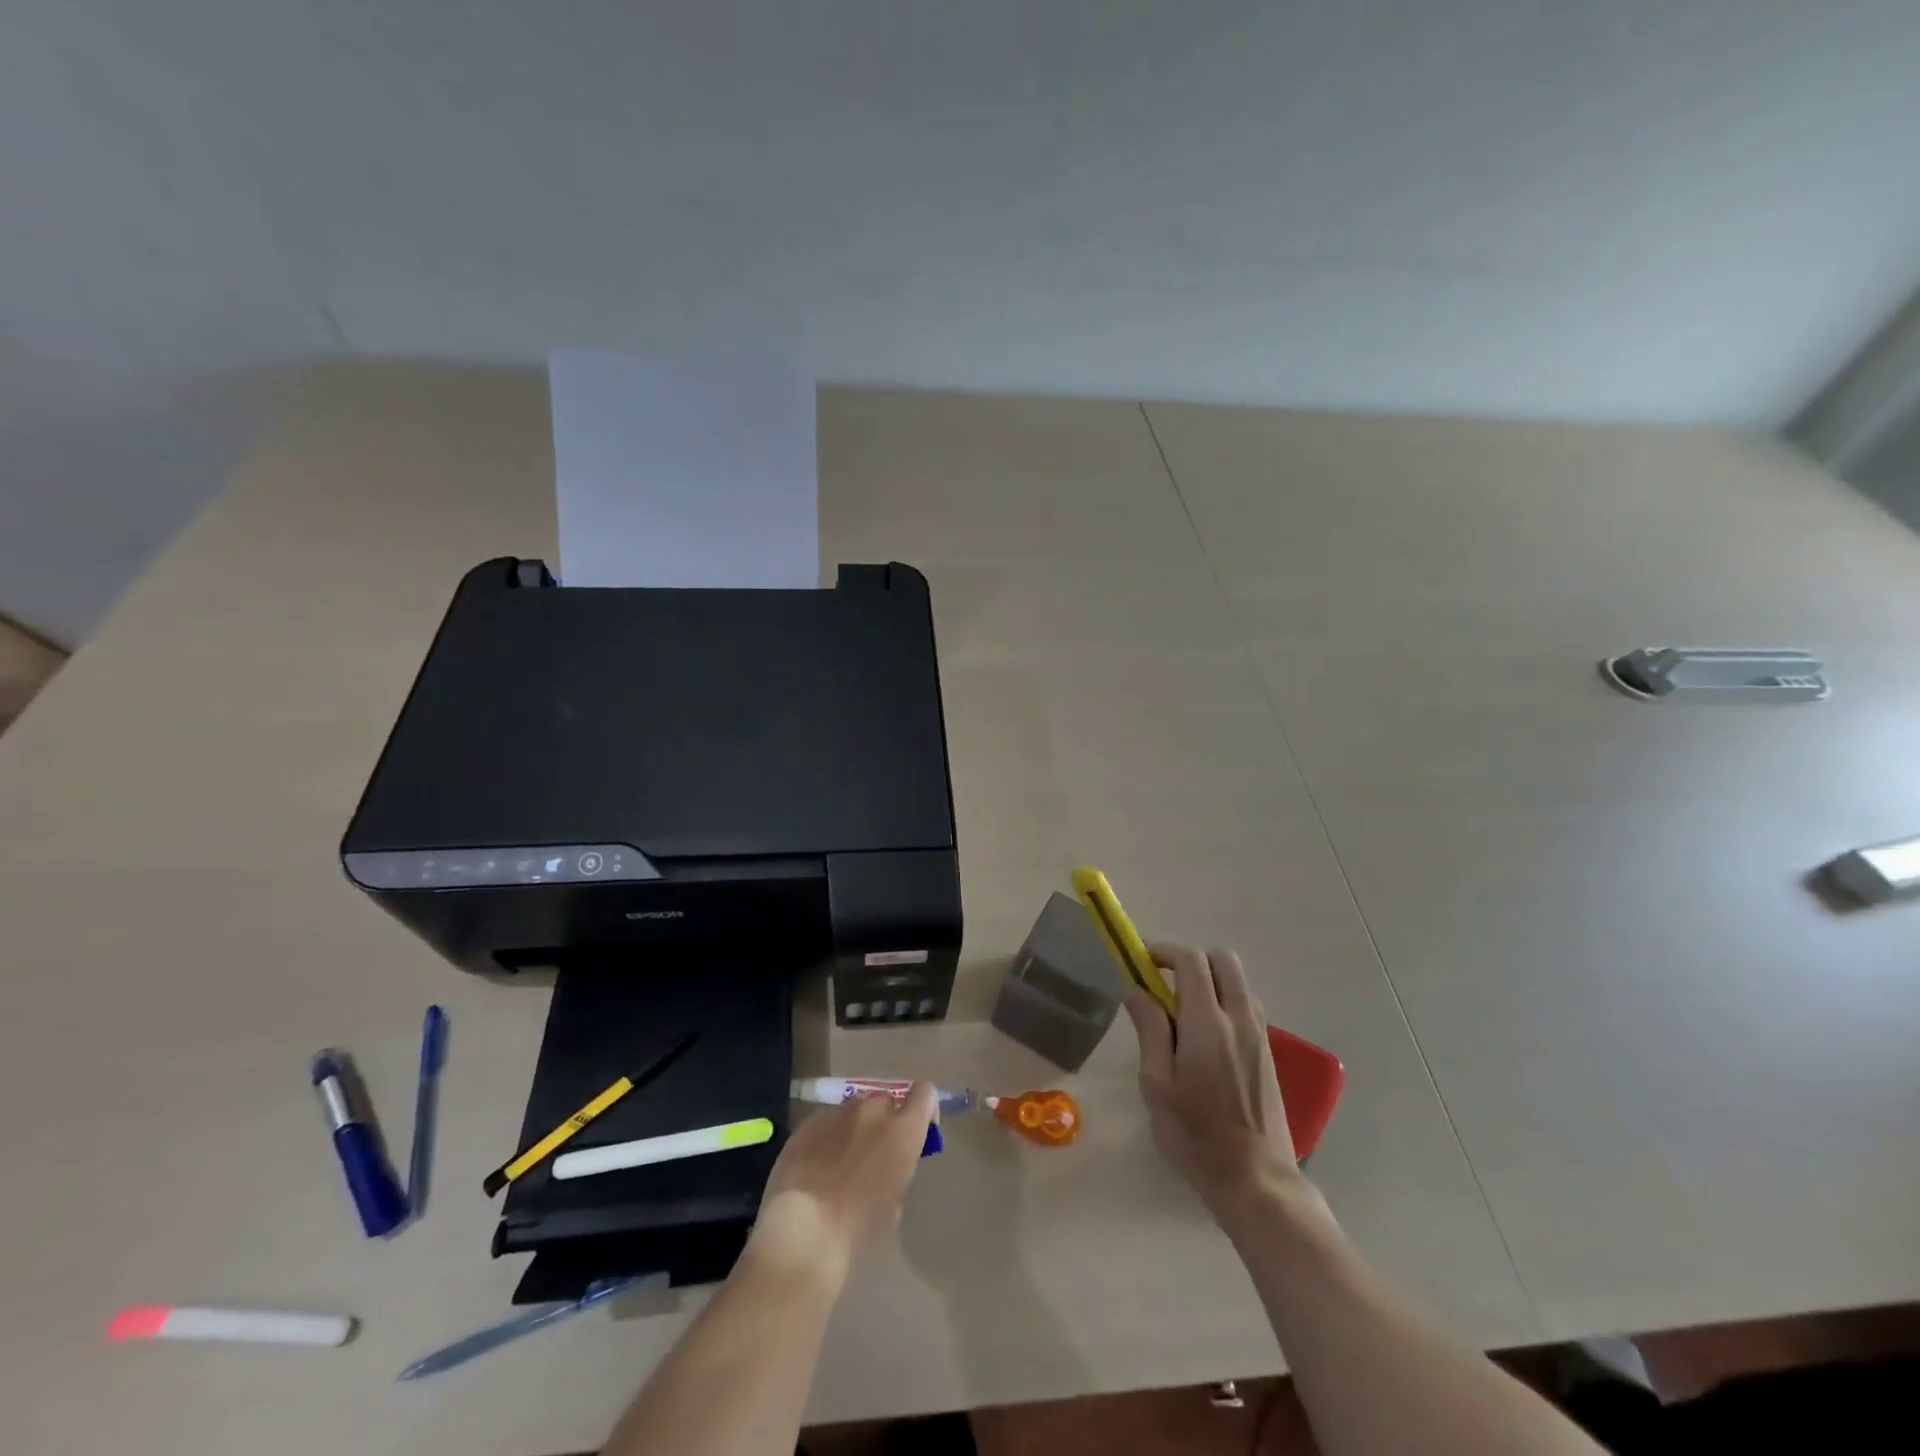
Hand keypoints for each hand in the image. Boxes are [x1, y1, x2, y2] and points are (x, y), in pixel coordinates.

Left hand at [745, 1083, 937, 1286]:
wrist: (803, 1229)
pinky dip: (828, 1136)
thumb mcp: (894, 1203)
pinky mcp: (809, 1121)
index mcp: (903, 1130)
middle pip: (886, 1101)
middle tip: (875, 1154)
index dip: (924, 1108)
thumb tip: (888, 1163)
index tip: (919, 1131)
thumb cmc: (858, 1227)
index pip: (925, 1093)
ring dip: (855, 1126)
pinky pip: (826, 1120)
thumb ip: (898, 1168)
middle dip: (885, 1121)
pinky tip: (816, 1165)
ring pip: (855, 1108)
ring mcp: (839, 1112)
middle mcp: (873, 1110)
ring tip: (841, 1160)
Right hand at [1125, 943, 1302, 1231]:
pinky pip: (1246, 1006)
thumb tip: (1136, 989)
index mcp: (1208, 1022)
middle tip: (1164, 983)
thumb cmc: (1195, 1135)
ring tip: (1183, 1013)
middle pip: (1223, 959)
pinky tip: (1206, 1038)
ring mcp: (1260, 1034)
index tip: (1143, 962)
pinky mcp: (1268, 1053)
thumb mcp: (1157, 1084)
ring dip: (1210, 980)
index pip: (1191, 960)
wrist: (1256, 1180)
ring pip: (1238, 982)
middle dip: (1191, 960)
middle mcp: (1240, 1018)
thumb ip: (1149, 1029)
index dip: (1164, 951)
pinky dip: (1224, 1001)